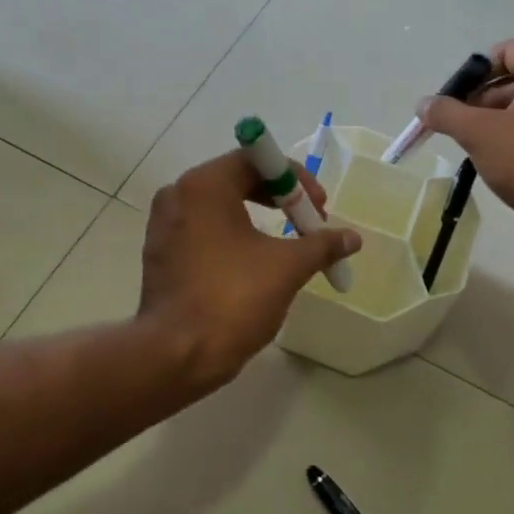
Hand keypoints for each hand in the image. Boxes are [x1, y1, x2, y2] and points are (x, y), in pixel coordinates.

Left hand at [138, 152, 362, 391]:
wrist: (175, 355)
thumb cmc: (232, 299)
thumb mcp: (286, 268)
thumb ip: (321, 245)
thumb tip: (352, 238)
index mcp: (204, 185)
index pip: (257, 159)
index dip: (296, 179)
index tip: (319, 209)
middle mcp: (178, 194)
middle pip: (238, 179)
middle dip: (281, 199)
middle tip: (309, 226)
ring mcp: (164, 225)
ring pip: (221, 207)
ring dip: (259, 219)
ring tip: (287, 246)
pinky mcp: (160, 253)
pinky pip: (204, 230)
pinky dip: (233, 237)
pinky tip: (254, 264)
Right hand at [419, 40, 513, 235]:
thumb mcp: (478, 133)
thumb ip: (447, 113)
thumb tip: (423, 104)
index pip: (508, 51)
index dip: (476, 72)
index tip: (457, 98)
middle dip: (485, 99)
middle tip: (462, 125)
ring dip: (502, 118)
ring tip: (480, 145)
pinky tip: (506, 159)